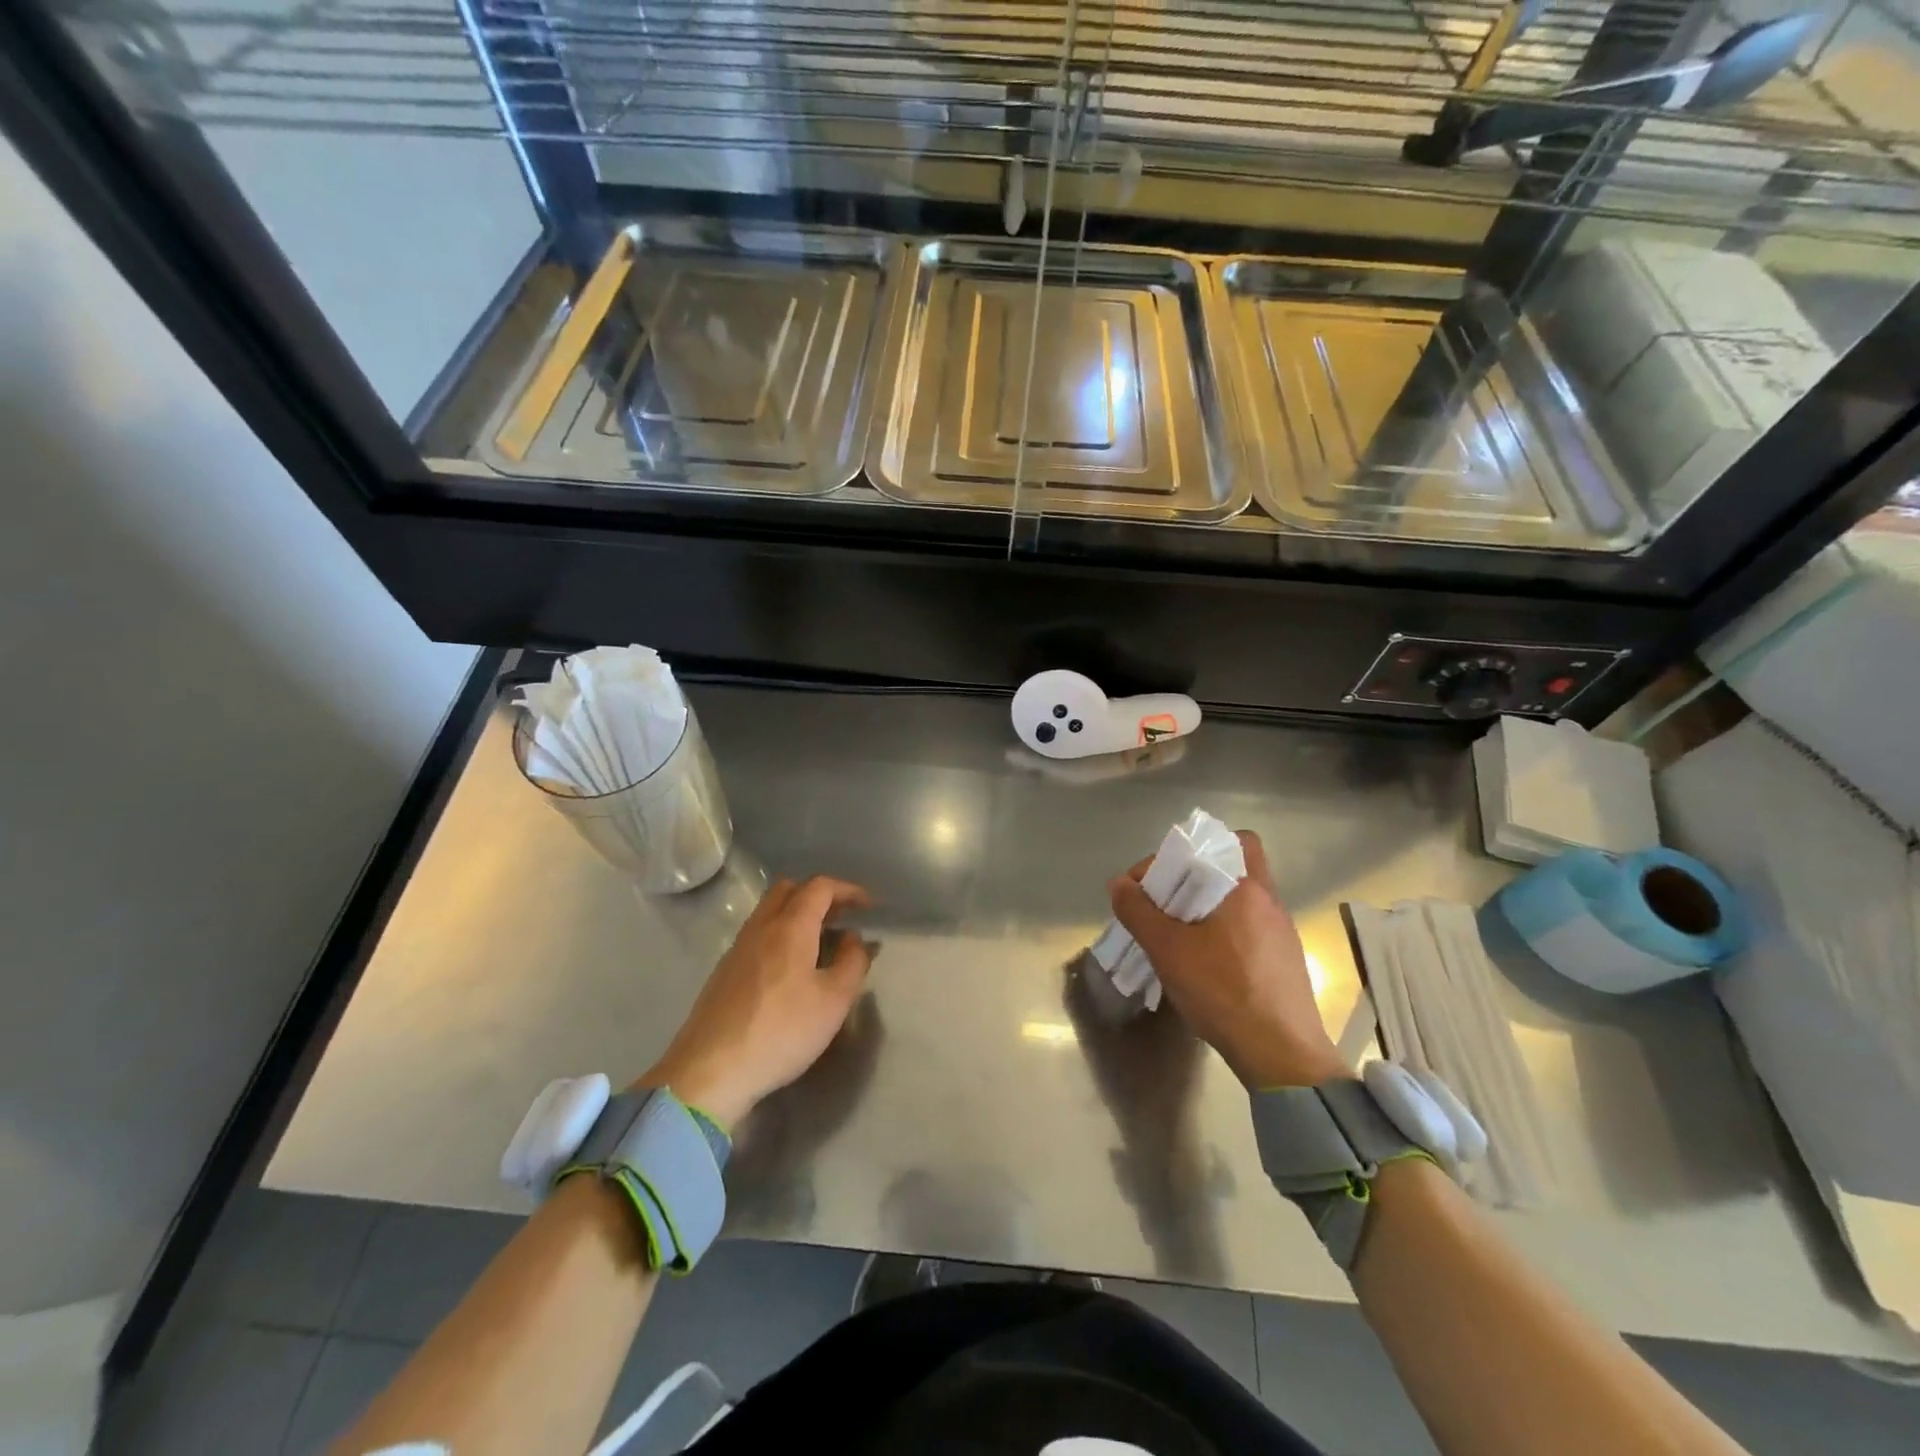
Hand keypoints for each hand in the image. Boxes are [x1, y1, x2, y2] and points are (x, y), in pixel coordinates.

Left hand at [640, 876, 873, 1127]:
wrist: (711, 1070)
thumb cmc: (782, 1032)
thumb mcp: (834, 1001)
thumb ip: (852, 962)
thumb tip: (853, 937)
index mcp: (791, 927)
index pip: (820, 887)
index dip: (848, 889)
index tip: (869, 906)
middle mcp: (761, 927)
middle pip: (790, 889)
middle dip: (820, 895)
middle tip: (842, 917)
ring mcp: (738, 948)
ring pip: (770, 911)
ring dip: (798, 913)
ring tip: (821, 941)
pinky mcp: (724, 970)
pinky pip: (758, 934)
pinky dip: (780, 933)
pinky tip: (791, 967)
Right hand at [1108, 831, 1344, 1089]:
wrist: (1282, 1056)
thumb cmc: (1223, 991)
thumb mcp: (1168, 949)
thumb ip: (1139, 911)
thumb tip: (1119, 884)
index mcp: (1247, 888)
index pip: (1219, 841)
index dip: (1178, 853)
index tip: (1149, 884)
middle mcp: (1270, 902)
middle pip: (1230, 868)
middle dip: (1190, 879)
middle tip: (1161, 904)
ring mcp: (1281, 933)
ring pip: (1238, 901)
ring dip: (1204, 907)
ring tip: (1175, 935)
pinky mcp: (1284, 961)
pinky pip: (1246, 929)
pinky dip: (1221, 932)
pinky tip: (1202, 962)